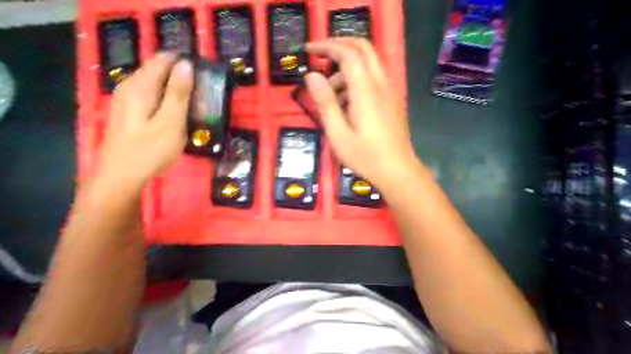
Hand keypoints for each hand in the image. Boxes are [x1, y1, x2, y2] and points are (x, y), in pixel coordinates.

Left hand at [97, 53, 191, 187]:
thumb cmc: (149, 151)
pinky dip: (166, 99)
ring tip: (193, 105)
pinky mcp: (128, 111)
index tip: (204, 78)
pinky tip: (176, 114)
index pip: (163, 59)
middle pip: (158, 69)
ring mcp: (126, 99)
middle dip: (181, 77)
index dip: (185, 63)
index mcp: (140, 86)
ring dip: (175, 89)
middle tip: (202, 96)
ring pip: (155, 83)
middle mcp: (129, 86)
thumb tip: (186, 64)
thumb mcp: (170, 123)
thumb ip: (178, 93)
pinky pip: (150, 95)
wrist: (121, 177)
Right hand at [306, 38, 422, 190]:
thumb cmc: (366, 157)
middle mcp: (381, 84)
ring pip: (369, 62)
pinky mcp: (392, 100)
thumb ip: (325, 103)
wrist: (398, 171)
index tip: (309, 49)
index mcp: (366, 91)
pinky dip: (357, 78)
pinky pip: (373, 77)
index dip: (327, 46)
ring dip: (347, 67)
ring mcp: (390, 91)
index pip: (348, 54)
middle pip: (364, 47)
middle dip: (340, 44)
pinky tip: (346, 103)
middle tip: (319, 54)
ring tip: (330, 94)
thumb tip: (311, 76)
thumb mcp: (338, 134)